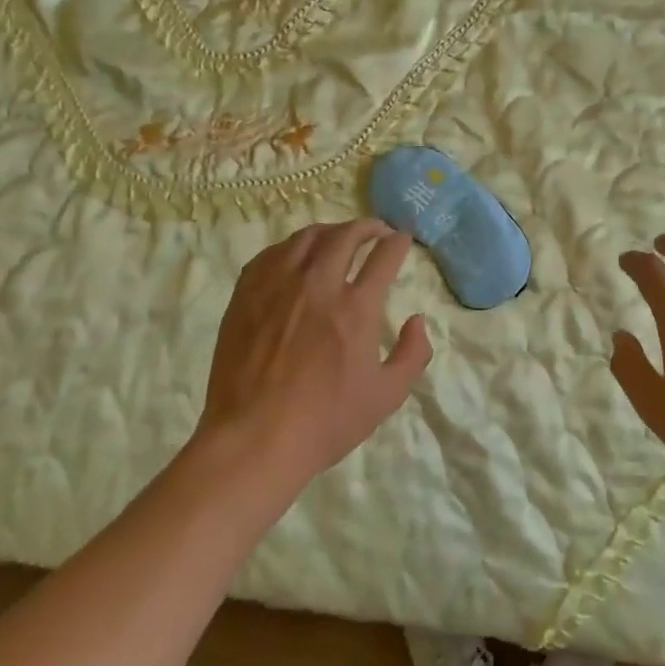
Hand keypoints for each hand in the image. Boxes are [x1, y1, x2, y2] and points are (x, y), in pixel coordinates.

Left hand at [195, 220, 432, 498]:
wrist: (254, 439)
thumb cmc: (325, 422)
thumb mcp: (386, 397)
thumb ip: (412, 355)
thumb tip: (417, 321)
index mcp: (356, 307)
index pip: (384, 256)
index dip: (398, 242)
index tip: (403, 239)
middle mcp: (318, 284)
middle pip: (346, 235)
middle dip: (368, 226)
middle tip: (377, 231)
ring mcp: (278, 285)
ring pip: (308, 237)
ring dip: (331, 231)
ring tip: (339, 238)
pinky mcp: (247, 293)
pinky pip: (272, 253)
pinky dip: (292, 246)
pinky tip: (296, 255)